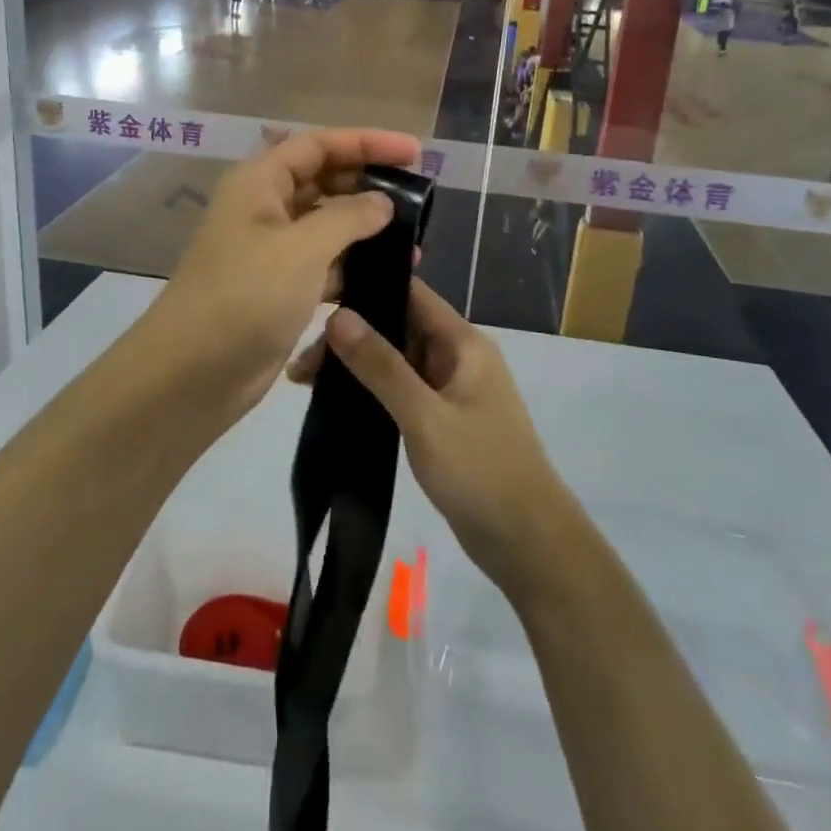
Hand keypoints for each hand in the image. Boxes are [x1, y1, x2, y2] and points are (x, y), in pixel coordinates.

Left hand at [145, 128, 419, 426]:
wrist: (192, 374)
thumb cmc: (245, 296)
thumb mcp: (302, 249)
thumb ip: (348, 217)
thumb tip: (383, 202)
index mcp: (260, 182)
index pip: (319, 145)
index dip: (367, 142)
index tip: (414, 151)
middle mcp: (264, 208)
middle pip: (323, 180)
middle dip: (369, 184)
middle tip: (419, 198)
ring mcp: (271, 250)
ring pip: (326, 224)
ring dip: (366, 229)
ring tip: (414, 243)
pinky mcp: (279, 287)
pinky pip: (323, 263)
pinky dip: (352, 265)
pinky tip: (387, 276)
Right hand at [291, 279, 572, 597]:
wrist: (528, 544)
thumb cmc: (480, 472)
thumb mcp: (424, 417)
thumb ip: (381, 366)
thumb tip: (337, 315)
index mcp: (463, 343)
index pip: (411, 293)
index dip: (367, 286)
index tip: (319, 295)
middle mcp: (457, 357)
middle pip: (397, 327)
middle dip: (350, 335)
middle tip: (302, 361)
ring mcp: (450, 390)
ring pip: (395, 360)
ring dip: (355, 365)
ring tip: (303, 381)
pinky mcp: (442, 420)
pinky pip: (400, 390)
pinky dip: (369, 390)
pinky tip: (335, 402)